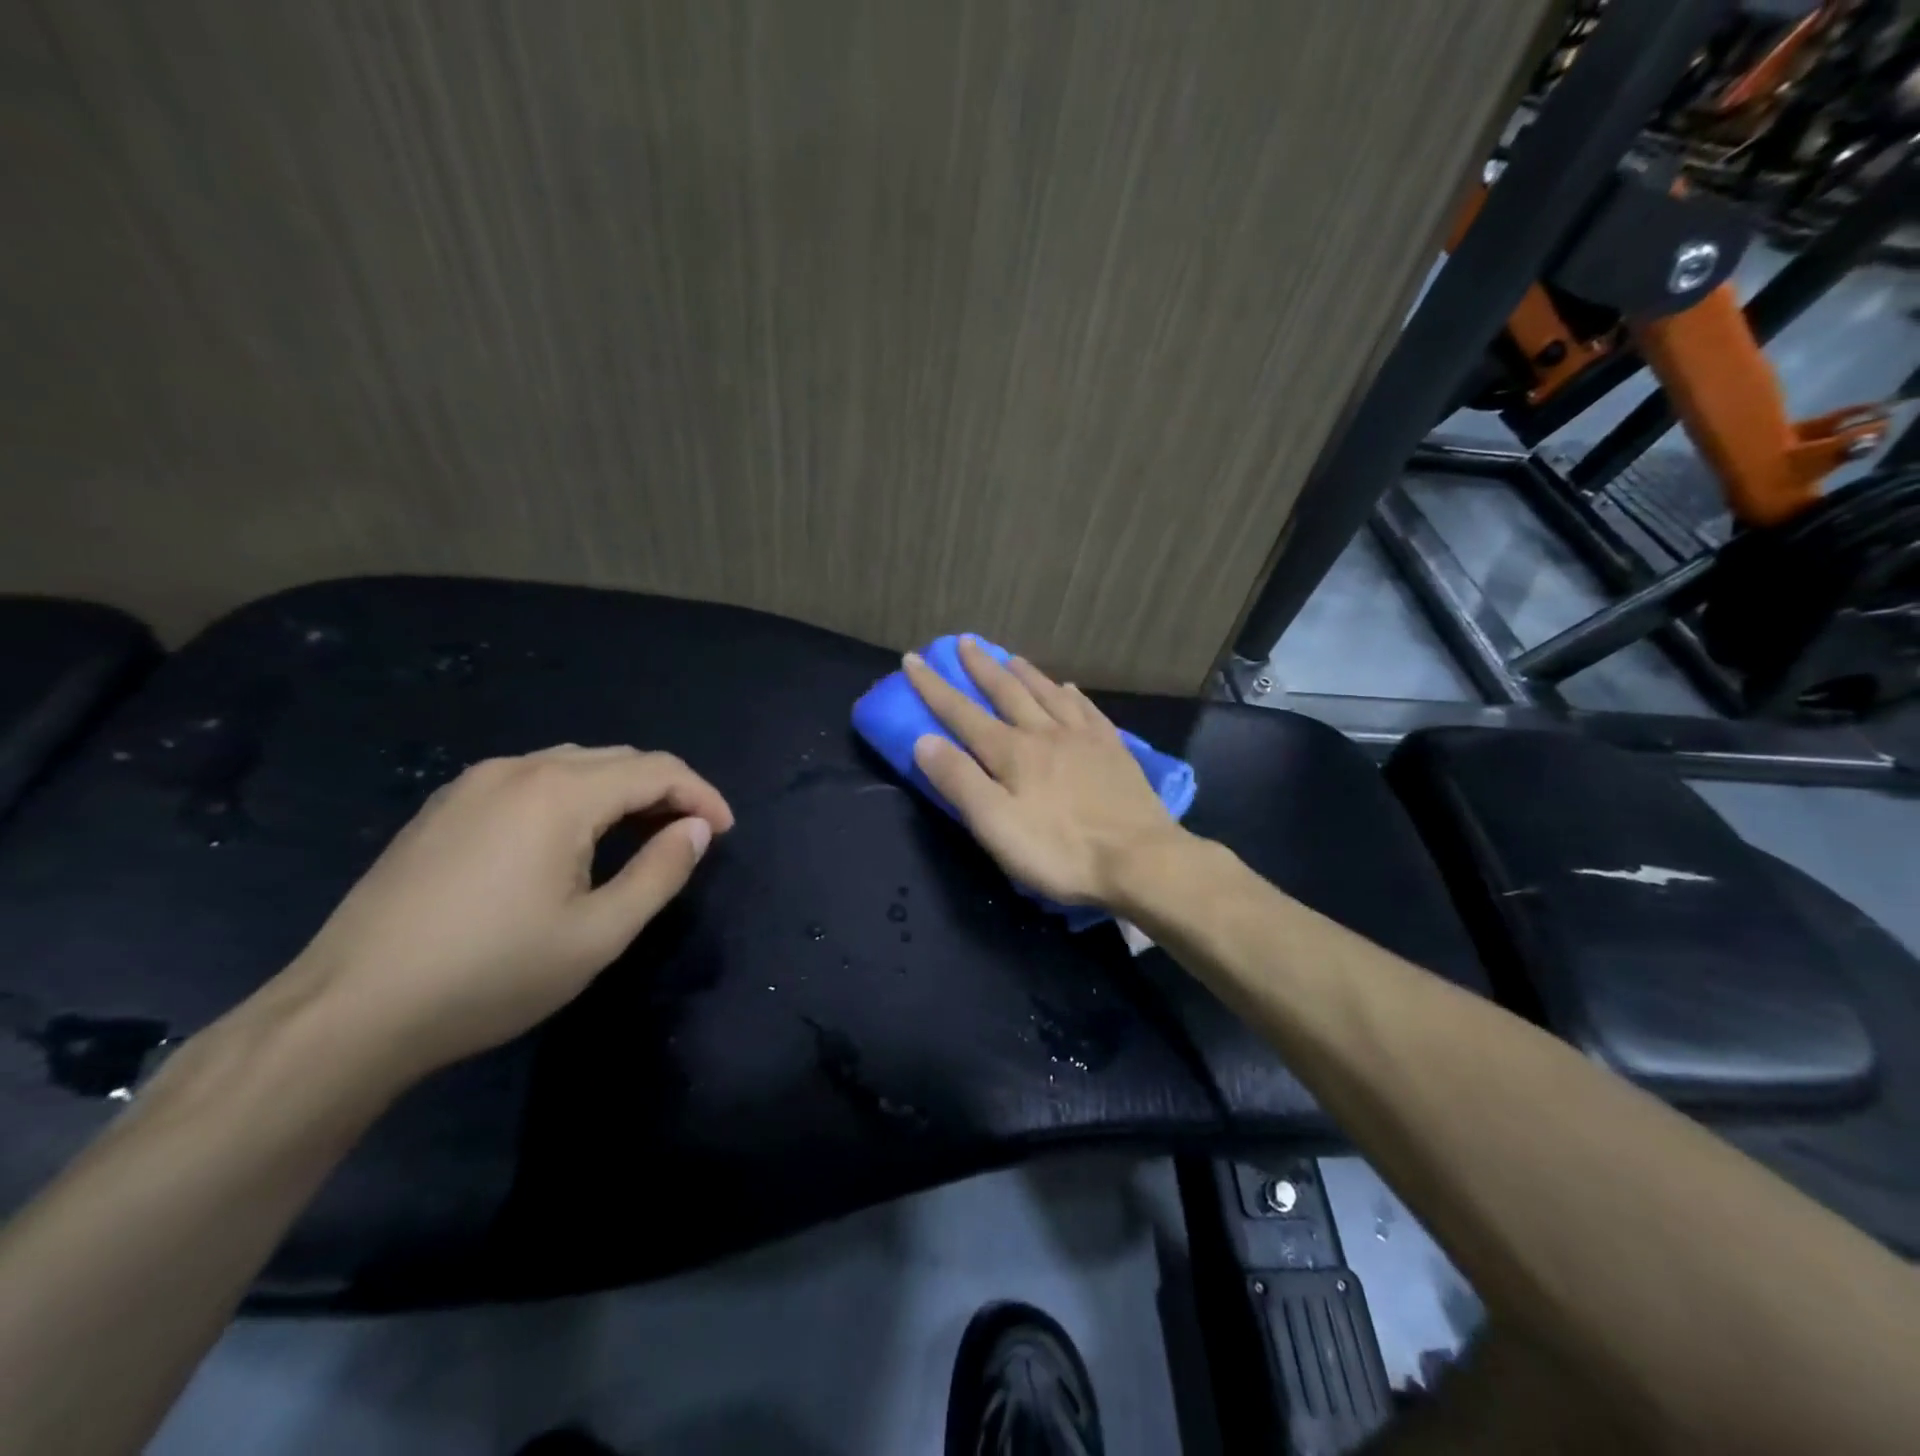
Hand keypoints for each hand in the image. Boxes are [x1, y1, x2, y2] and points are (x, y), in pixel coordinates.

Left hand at [286, 745, 732, 1080]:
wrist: (348, 1012)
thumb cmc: (489, 975)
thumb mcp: (598, 934)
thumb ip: (660, 873)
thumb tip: (696, 830)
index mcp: (559, 793)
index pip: (656, 769)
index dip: (702, 795)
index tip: (724, 832)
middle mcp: (517, 769)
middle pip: (617, 759)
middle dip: (666, 789)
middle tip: (691, 836)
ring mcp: (472, 784)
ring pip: (573, 764)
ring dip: (621, 791)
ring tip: (642, 834)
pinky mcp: (443, 807)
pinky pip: (531, 780)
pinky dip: (575, 796)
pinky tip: (573, 838)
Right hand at [903, 639, 1186, 905]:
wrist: (1140, 860)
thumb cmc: (1060, 850)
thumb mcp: (996, 824)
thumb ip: (959, 780)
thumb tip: (923, 739)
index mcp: (1012, 753)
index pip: (962, 713)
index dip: (934, 687)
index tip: (913, 659)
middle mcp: (1045, 733)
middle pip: (1007, 692)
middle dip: (981, 667)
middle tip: (965, 641)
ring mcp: (1084, 738)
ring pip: (1048, 694)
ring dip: (1025, 673)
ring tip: (1010, 656)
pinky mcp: (1114, 750)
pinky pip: (1087, 710)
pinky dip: (1072, 695)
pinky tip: (1069, 688)